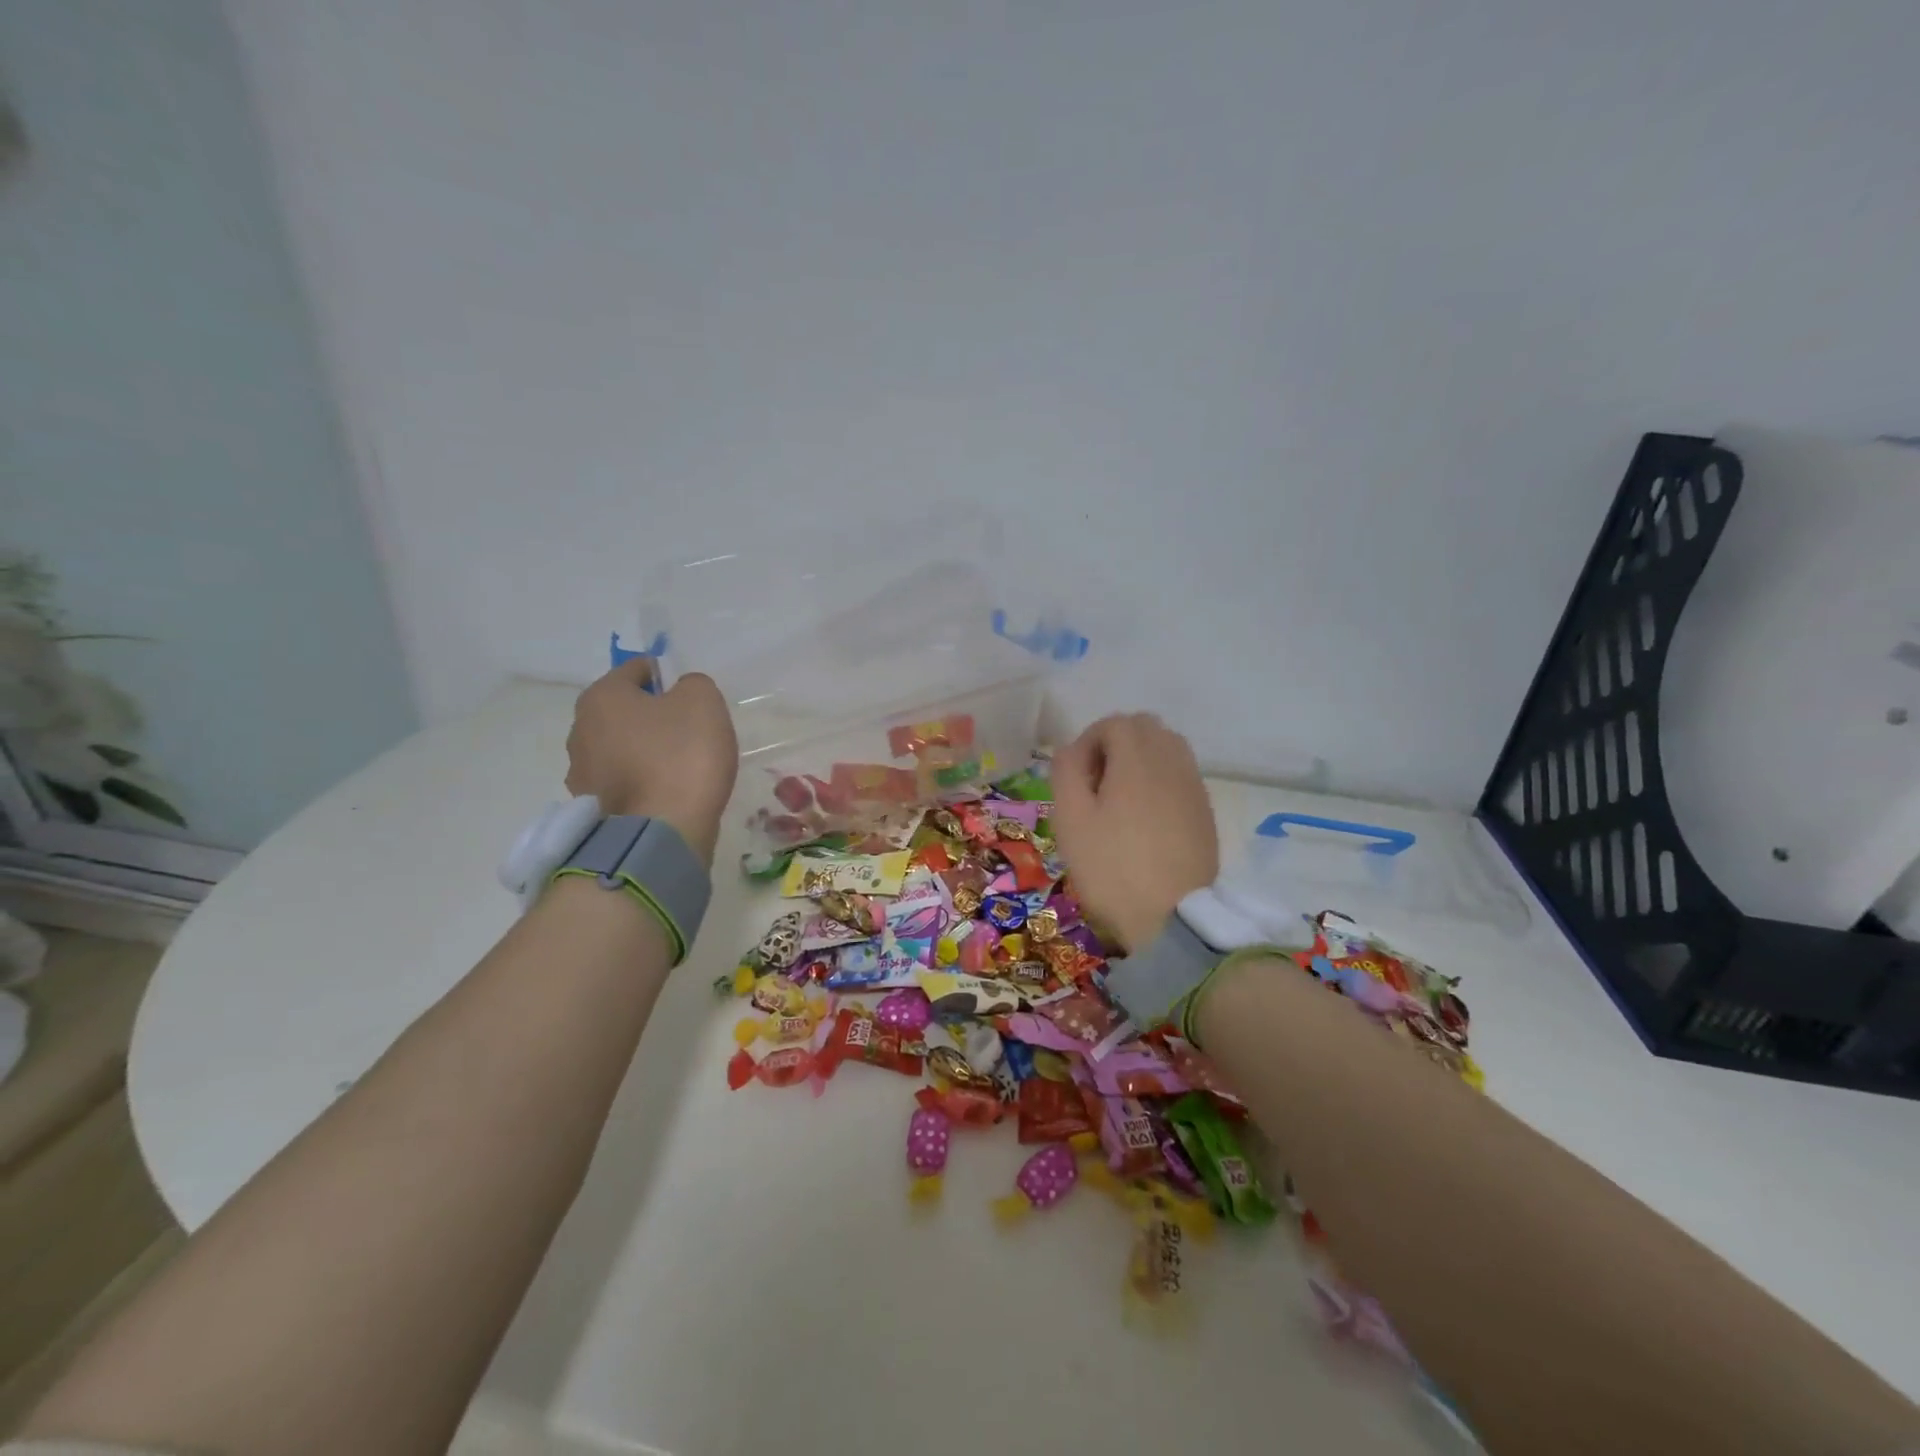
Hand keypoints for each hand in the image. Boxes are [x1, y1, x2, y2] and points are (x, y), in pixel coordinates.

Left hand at [565, 661, 737, 866]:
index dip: (667, 676)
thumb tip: (681, 693)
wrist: (660, 835)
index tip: (692, 698)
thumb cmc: (681, 757)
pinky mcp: (592, 809)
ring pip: (622, 748)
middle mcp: (580, 730)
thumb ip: (693, 684)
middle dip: (654, 717)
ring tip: (681, 768)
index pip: (637, 670)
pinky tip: (668, 793)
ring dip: (647, 752)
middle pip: (626, 711)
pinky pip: (624, 782)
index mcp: (601, 697)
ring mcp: (582, 773)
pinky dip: (644, 782)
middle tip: (690, 733)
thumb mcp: (703, 702)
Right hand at [1050, 713, 1218, 950]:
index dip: (1087, 742)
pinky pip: (1180, 776)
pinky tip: (1144, 820)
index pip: (1114, 723)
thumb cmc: (1111, 867)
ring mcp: (1194, 786)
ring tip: (1119, 800)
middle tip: (1095, 785)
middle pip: (1145, 728)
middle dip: (1115, 745)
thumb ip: (1066, 772)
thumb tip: (1072, 750)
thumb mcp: (1070, 819)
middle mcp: (1172, 761)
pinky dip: (1159, 781)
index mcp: (1138, 758)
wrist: (1173, 919)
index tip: (1075, 779)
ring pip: (1167, 749)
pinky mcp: (1205, 811)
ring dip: (1139, 761)